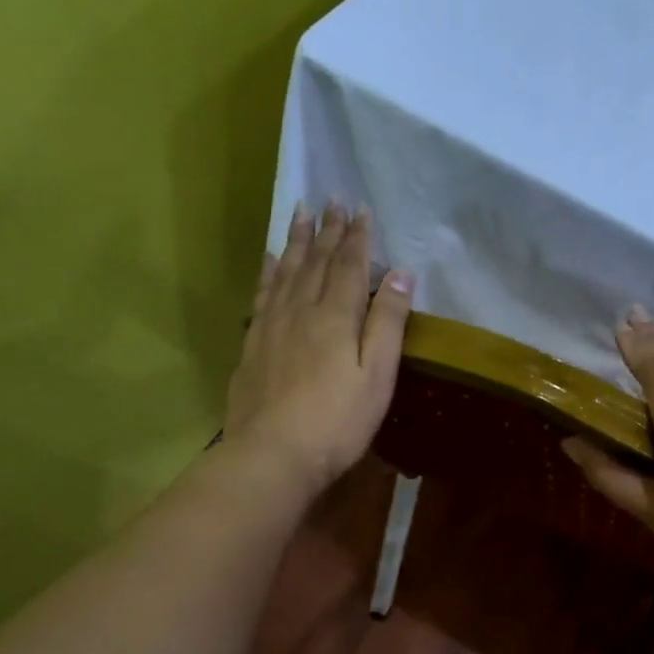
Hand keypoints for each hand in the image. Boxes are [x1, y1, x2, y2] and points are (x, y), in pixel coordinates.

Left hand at [222, 202, 412, 491]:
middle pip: (315, 261)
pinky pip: (262, 294)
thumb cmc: (337, 421)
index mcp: (335, 317)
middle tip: (330, 199)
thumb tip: (400, 272)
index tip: (360, 209)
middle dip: (326, 230)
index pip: (348, 266)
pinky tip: (270, 260)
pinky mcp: (253, 345)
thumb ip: (387, 323)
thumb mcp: (377, 376)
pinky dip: (269, 272)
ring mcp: (271, 326)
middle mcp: (301, 310)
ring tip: (300, 212)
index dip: (356, 237)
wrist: (273, 454)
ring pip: (286, 271)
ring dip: (296, 241)